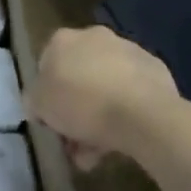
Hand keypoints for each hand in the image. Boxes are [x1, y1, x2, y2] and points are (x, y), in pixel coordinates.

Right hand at [27, 27, 184, 168]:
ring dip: (99, 116)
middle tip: (74, 140)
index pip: (46, 66)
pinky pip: (131, 93)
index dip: (46, 95)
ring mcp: (129, 51)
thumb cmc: (81, 104)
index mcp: (62, 40)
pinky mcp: (156, 70)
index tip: (50, 120)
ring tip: (98, 153)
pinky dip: (125, 112)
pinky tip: (123, 139)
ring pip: (106, 86)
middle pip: (78, 76)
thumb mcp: (39, 106)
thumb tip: (39, 104)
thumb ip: (34, 101)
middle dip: (75, 109)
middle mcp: (94, 37)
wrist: (143, 114)